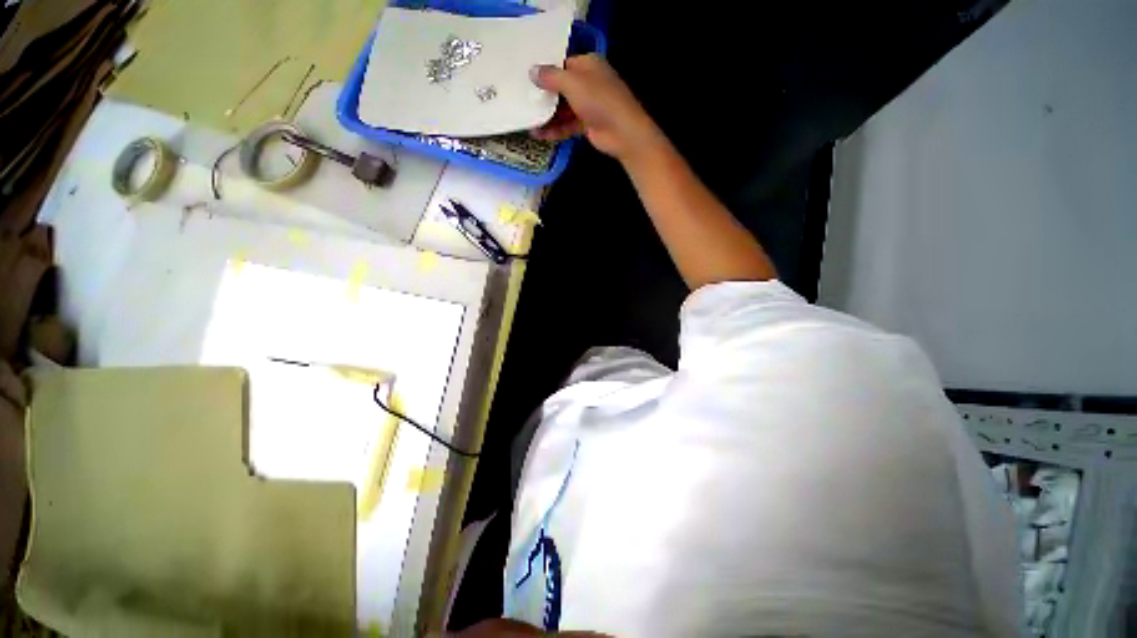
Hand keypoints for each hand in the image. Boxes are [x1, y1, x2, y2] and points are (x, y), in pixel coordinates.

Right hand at [530, 55, 663, 163]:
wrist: (622, 132)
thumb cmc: (599, 100)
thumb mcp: (573, 83)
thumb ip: (551, 77)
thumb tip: (532, 71)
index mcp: (588, 65)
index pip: (562, 64)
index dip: (545, 71)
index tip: (526, 77)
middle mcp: (588, 83)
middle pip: (561, 88)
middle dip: (543, 95)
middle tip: (522, 98)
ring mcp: (588, 105)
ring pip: (563, 108)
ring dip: (547, 115)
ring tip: (527, 121)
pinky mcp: (587, 124)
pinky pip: (567, 125)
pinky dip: (555, 129)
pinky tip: (539, 134)